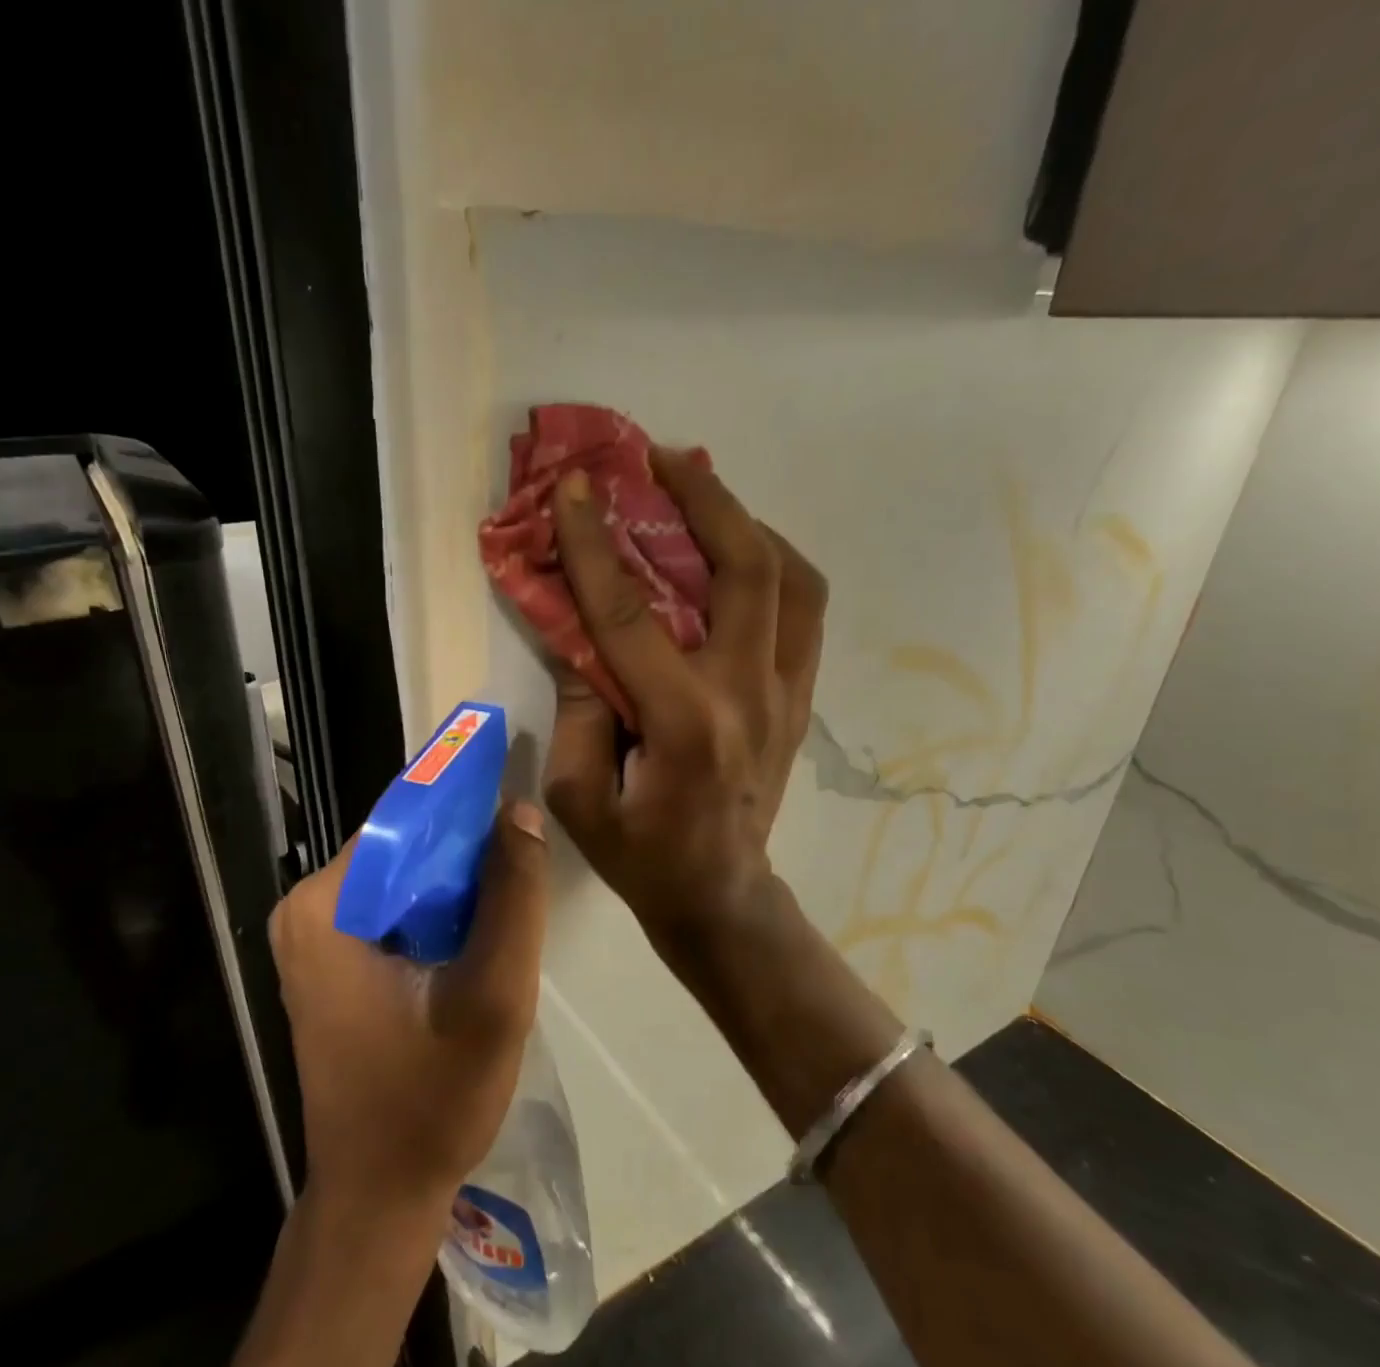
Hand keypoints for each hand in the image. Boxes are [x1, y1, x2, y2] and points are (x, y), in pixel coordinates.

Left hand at [267, 802, 549, 1213]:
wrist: (380, 1197)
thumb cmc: (431, 1100)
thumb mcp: (494, 995)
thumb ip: (514, 898)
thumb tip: (520, 811)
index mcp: (325, 906)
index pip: (402, 820)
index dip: (464, 806)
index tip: (516, 800)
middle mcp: (307, 911)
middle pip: (401, 848)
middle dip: (464, 852)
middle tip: (524, 864)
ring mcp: (315, 939)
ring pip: (403, 879)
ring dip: (457, 885)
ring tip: (511, 899)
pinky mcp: (331, 964)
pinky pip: (394, 910)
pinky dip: (438, 913)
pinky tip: (478, 935)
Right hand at [544, 445, 826, 965]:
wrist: (721, 896)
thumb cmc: (641, 857)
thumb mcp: (579, 797)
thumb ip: (578, 710)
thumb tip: (581, 639)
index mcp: (684, 723)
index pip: (631, 613)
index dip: (595, 545)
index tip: (576, 488)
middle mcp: (748, 694)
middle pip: (745, 569)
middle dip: (704, 499)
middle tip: (661, 457)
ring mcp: (787, 693)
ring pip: (793, 579)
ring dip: (748, 523)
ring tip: (704, 493)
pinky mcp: (800, 698)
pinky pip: (802, 610)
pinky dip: (773, 565)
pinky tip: (738, 552)